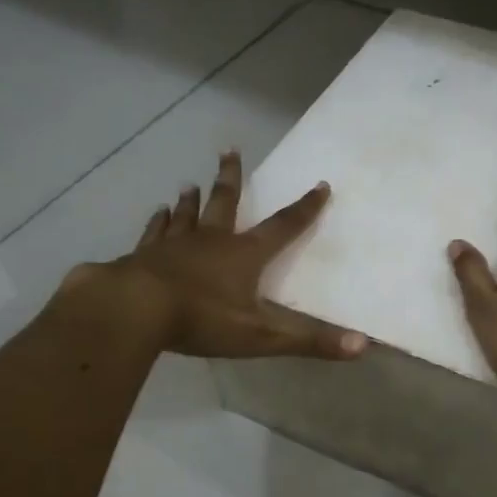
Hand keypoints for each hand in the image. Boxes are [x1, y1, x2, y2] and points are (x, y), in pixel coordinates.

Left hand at [65, 152, 367, 360]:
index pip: (284, 227)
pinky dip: (157, 222)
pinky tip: (156, 213)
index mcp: (244, 255)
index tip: (320, 184)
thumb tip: (363, 346)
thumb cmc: (202, 319)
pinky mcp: (143, 256)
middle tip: (230, 150)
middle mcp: (211, 241)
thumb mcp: (263, 336)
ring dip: (192, 199)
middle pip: (225, 203)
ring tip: (190, 184)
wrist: (133, 311)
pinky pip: (154, 233)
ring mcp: (174, 245)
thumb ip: (311, 341)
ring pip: (186, 214)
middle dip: (231, 178)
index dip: (305, 208)